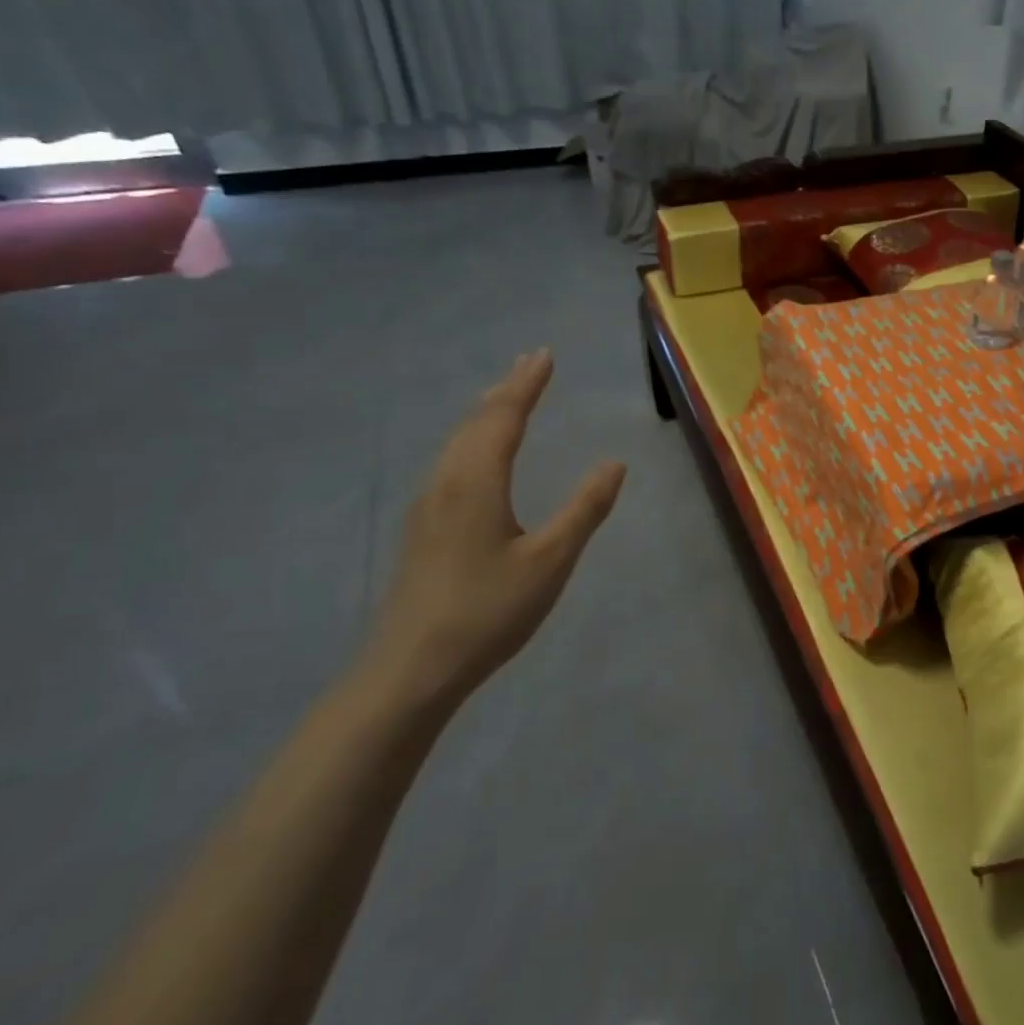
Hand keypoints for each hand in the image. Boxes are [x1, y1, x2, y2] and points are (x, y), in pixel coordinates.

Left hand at [362, 350, 625, 707]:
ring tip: (505, 395)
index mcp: (476, 482)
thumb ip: (584, 509)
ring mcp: (427, 506)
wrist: (409, 669)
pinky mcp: (421, 528)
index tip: (545, 354)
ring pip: (457, 441)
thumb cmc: (487, 611)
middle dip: (506, 389)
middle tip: (530, 362)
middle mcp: (446, 483)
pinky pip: (450, 461)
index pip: (504, 417)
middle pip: (475, 421)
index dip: (527, 384)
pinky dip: (471, 438)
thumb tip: (614, 464)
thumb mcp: (550, 561)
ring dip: (485, 412)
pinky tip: (475, 454)